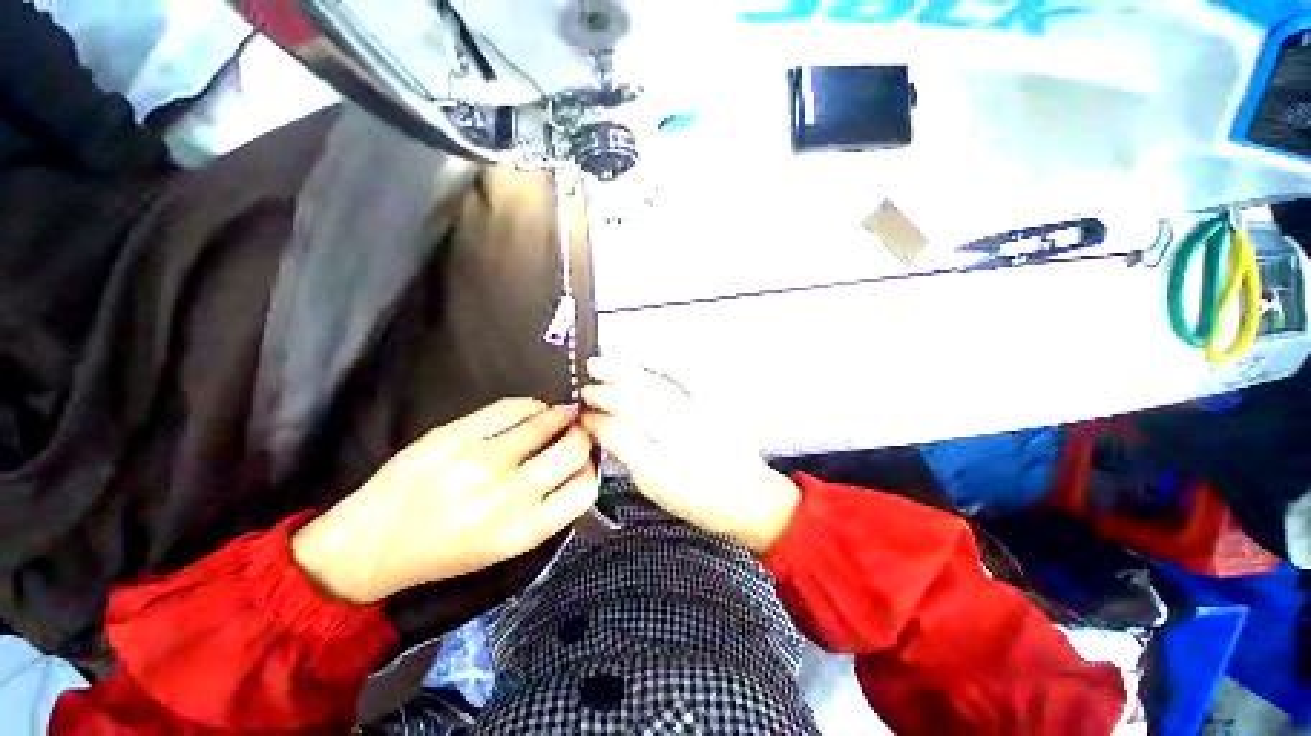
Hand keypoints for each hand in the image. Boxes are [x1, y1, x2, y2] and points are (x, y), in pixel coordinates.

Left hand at [292, 399, 597, 603]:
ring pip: (547, 421)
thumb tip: (578, 465)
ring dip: (561, 415)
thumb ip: (547, 509)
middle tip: (578, 430)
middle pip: (573, 448)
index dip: (591, 468)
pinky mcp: (456, 434)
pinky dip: (532, 405)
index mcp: (523, 530)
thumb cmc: (446, 552)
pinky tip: (532, 410)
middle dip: (582, 435)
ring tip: (560, 415)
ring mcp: (481, 460)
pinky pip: (514, 407)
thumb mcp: (505, 546)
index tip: (586, 459)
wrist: (371, 546)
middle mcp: (509, 495)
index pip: (585, 488)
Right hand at [579, 358, 799, 554]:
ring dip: (622, 372)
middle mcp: (680, 435)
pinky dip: (659, 362)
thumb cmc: (698, 499)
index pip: (617, 432)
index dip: (595, 420)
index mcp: (661, 466)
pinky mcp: (714, 401)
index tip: (582, 414)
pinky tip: (641, 357)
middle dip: (603, 393)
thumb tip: (601, 429)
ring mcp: (698, 413)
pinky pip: (683, 374)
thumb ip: (626, 455)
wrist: (747, 495)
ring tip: (600, 363)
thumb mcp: (654, 487)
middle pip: (632, 403)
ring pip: (652, 384)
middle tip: (586, 389)